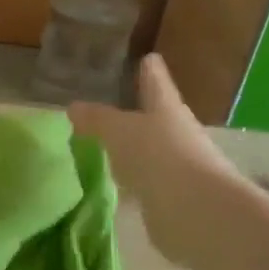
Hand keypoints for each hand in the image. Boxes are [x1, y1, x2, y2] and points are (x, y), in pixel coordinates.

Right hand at [69, 54, 235, 264]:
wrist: (195, 211)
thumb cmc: (158, 156)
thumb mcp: (119, 131)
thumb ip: (96, 120)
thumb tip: (73, 108)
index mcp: (167, 110)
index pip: (157, 83)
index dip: (151, 72)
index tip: (149, 58)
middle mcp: (177, 135)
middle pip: (158, 118)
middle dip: (142, 113)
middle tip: (119, 107)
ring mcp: (177, 168)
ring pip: (151, 152)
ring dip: (135, 151)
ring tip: (110, 148)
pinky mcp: (171, 199)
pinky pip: (146, 184)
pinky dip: (132, 182)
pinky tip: (116, 186)